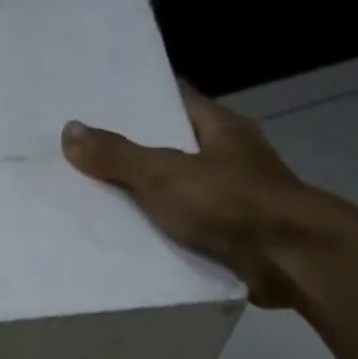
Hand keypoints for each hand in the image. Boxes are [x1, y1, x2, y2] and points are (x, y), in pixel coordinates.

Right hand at [61, 87, 351, 309]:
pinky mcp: (234, 235)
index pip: (177, 100)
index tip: (103, 105)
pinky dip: (165, 233)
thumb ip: (118, 156)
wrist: (287, 258)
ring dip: (151, 198)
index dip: (142, 100)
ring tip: (100, 202)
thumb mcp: (165, 174)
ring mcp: (236, 197)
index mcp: (222, 127)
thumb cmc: (231, 203)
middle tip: (89, 158)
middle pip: (177, 147)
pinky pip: (189, 228)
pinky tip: (134, 242)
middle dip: (138, 153)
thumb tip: (70, 130)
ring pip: (183, 190)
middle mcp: (232, 157)